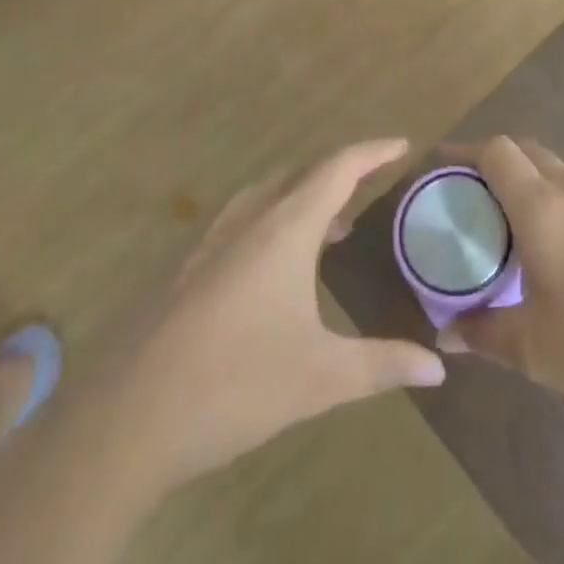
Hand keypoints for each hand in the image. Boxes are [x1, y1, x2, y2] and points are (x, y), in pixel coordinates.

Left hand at [110, 139, 444, 487]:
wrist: (125, 418)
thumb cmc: (234, 385)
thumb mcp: (319, 377)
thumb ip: (382, 365)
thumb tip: (438, 367)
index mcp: (285, 228)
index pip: (339, 168)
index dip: (373, 152)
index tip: (402, 144)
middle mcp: (248, 219)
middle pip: (302, 173)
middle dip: (341, 172)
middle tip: (372, 185)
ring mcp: (210, 241)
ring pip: (268, 195)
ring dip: (304, 197)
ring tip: (332, 226)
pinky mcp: (186, 267)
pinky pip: (242, 221)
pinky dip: (273, 221)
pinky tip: (274, 268)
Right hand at [437, 136, 563, 427]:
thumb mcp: (536, 350)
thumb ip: (484, 334)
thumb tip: (446, 333)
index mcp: (543, 207)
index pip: (497, 152)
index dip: (464, 151)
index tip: (439, 167)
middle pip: (527, 151)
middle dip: (493, 161)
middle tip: (468, 196)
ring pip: (557, 171)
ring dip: (527, 182)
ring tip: (506, 225)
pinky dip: (555, 202)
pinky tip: (555, 250)